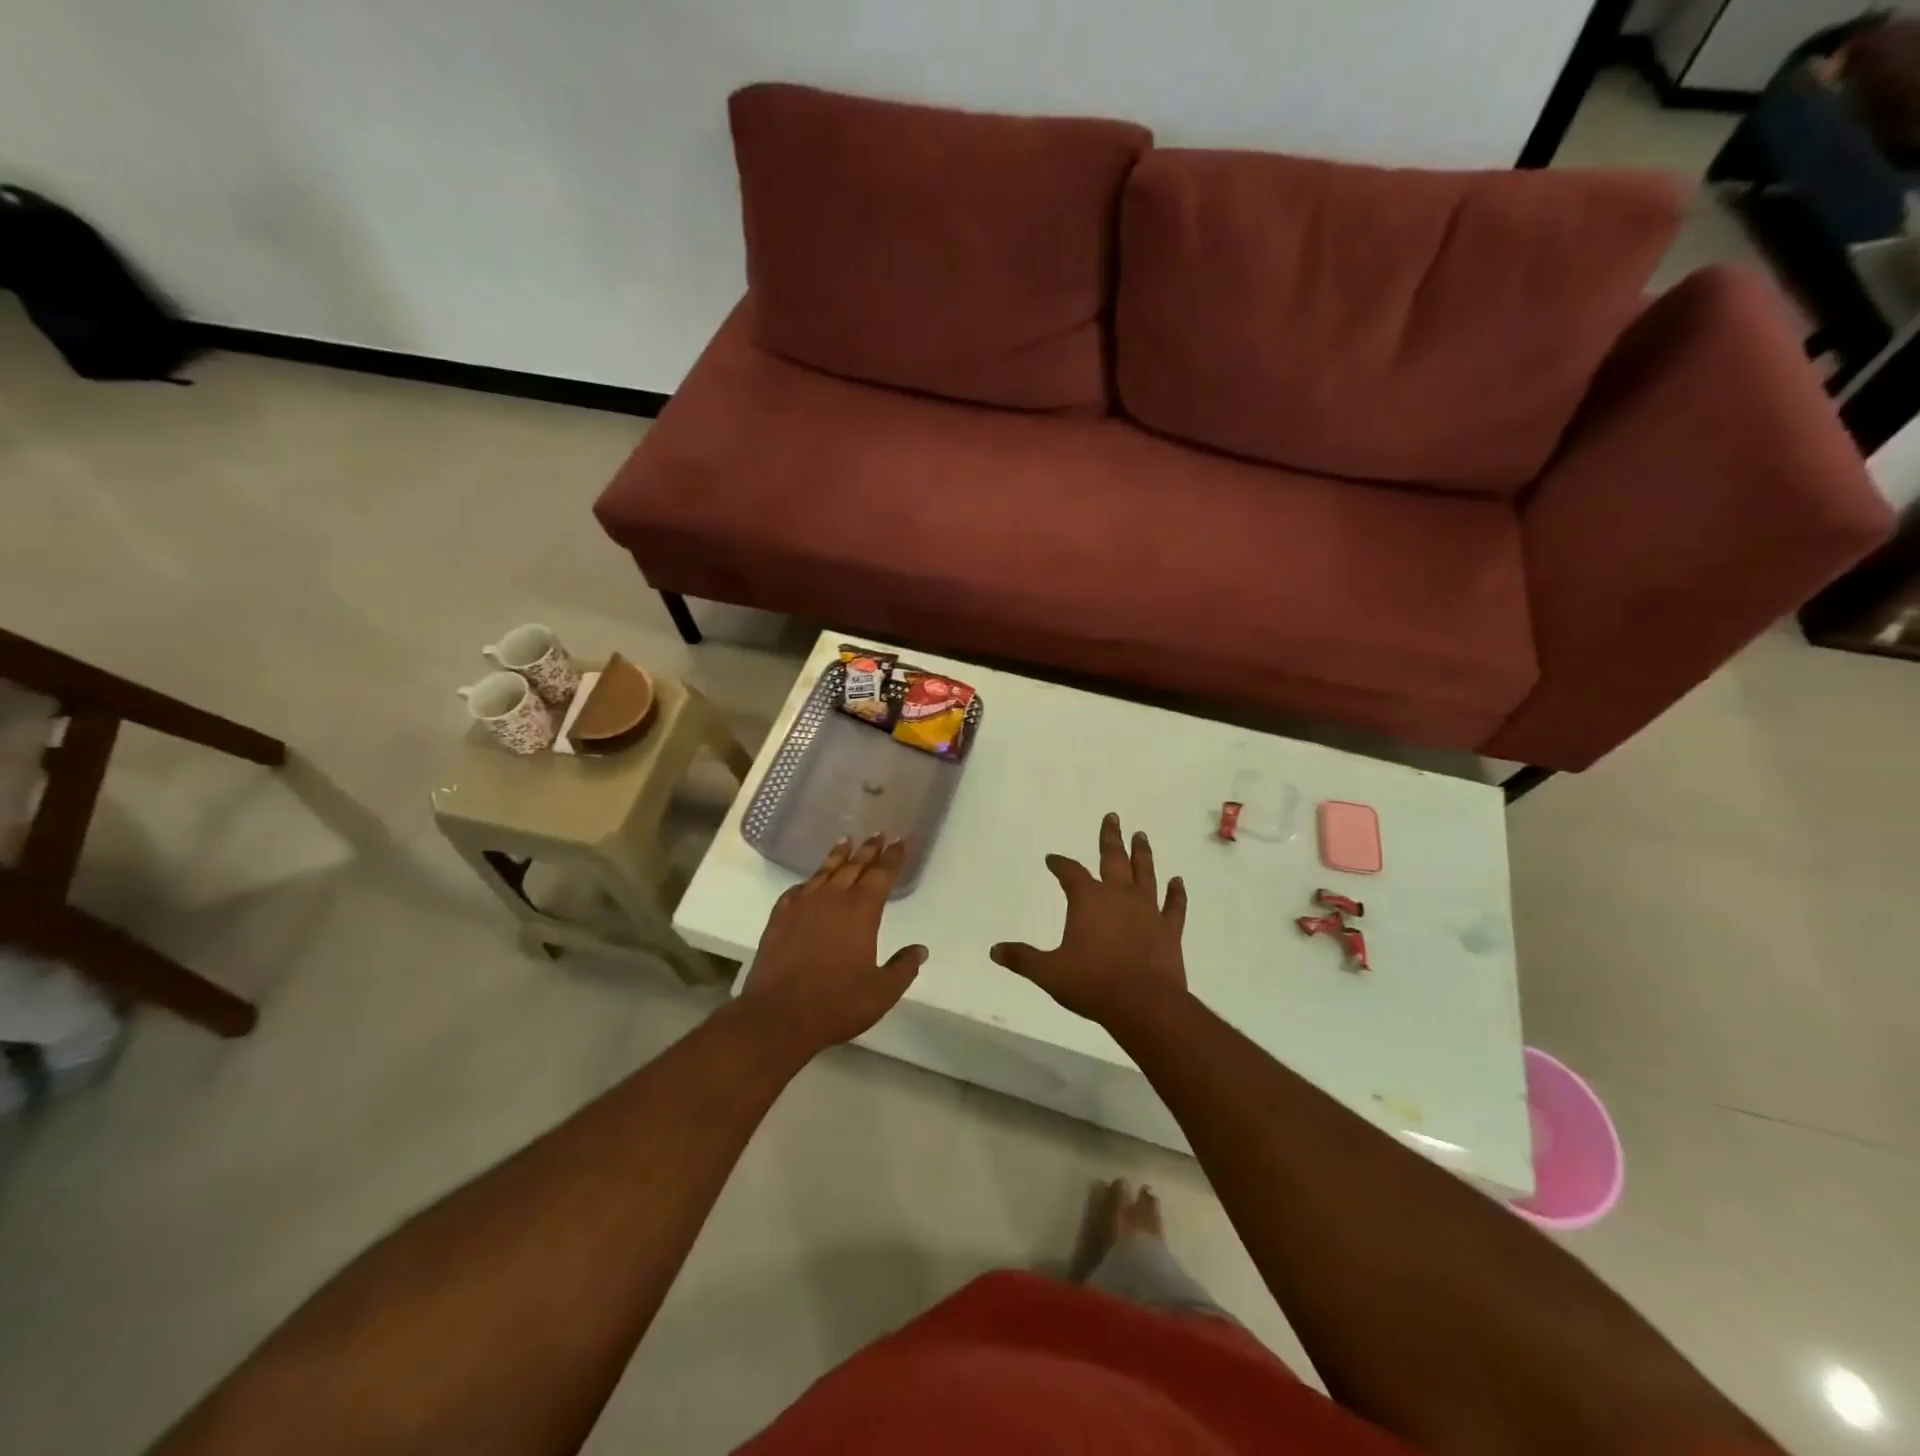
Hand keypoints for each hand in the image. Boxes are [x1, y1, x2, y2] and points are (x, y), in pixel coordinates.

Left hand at [735, 834, 927, 1057]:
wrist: (779, 1016)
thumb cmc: (837, 1003)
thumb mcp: (882, 992)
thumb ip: (903, 968)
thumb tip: (920, 950)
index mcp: (861, 911)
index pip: (881, 874)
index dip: (892, 858)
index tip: (899, 842)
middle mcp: (832, 899)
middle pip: (854, 866)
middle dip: (868, 849)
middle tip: (878, 834)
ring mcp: (802, 906)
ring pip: (824, 872)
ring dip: (838, 856)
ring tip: (846, 842)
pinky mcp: (779, 918)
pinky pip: (796, 891)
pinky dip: (808, 882)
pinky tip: (809, 883)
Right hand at [989, 813, 1187, 1030]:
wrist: (1144, 1005)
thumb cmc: (1092, 984)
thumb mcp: (1049, 973)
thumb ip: (1022, 959)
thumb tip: (994, 950)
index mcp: (1088, 900)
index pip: (1070, 872)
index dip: (1060, 864)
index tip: (1052, 859)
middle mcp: (1118, 896)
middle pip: (1113, 858)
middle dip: (1110, 837)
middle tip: (1113, 817)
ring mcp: (1147, 910)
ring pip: (1145, 873)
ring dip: (1142, 854)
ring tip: (1141, 836)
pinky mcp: (1169, 929)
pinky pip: (1174, 905)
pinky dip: (1176, 893)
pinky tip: (1178, 881)